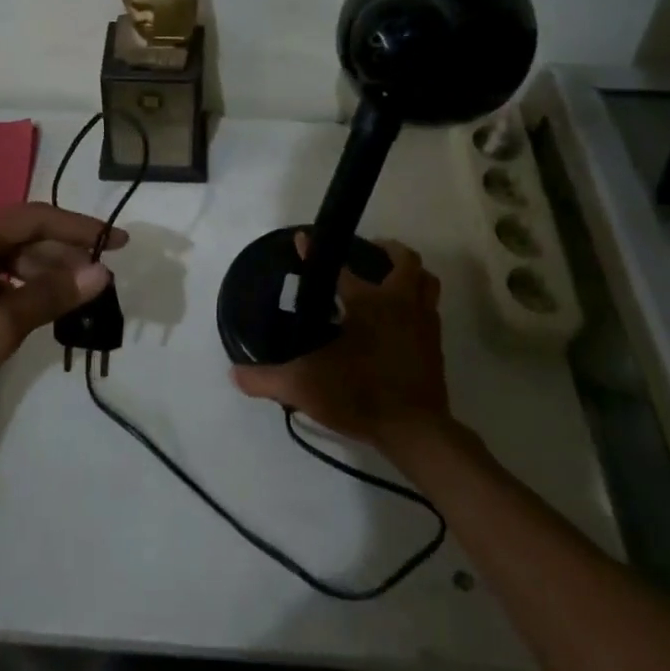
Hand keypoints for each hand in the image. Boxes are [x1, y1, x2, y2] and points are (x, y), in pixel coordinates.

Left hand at [0, 204, 123, 441]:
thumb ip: (49, 297)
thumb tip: (100, 272)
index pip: (37, 217)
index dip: (82, 229)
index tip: (121, 243)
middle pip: (21, 234)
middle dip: (63, 254)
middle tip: (99, 281)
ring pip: (4, 255)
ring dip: (40, 272)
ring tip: (73, 297)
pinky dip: (13, 286)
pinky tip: (31, 308)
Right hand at [230, 235, 449, 451]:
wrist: (415, 430)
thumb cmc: (361, 395)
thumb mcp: (304, 386)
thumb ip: (266, 379)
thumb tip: (234, 374)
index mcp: (369, 302)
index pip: (340, 268)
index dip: (315, 252)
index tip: (302, 239)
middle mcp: (400, 303)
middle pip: (405, 261)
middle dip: (388, 250)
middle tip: (367, 252)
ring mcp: (423, 323)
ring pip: (427, 282)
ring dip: (410, 275)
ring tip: (388, 279)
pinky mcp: (435, 346)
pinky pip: (430, 311)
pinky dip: (417, 305)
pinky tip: (399, 320)